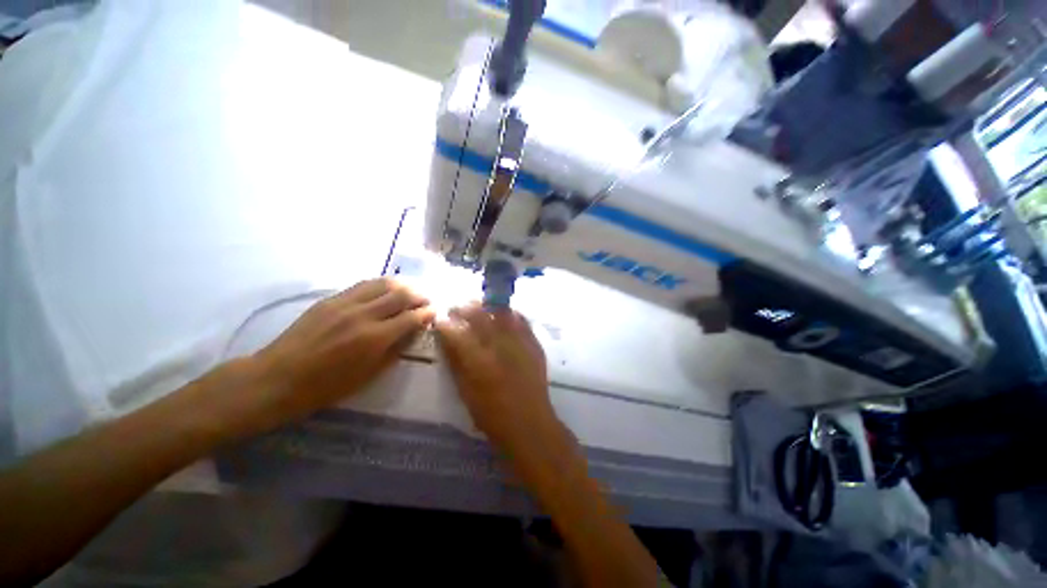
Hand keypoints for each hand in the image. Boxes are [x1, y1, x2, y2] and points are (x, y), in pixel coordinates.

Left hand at [246, 278, 434, 432]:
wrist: (278, 378)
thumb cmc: (326, 386)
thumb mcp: (368, 375)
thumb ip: (395, 350)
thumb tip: (413, 332)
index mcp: (374, 338)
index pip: (411, 317)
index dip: (427, 313)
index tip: (435, 312)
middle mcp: (363, 315)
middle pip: (401, 295)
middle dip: (420, 295)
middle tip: (427, 299)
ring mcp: (345, 303)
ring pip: (383, 283)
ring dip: (403, 285)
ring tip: (411, 290)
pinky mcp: (331, 299)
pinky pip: (363, 285)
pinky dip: (381, 284)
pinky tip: (386, 288)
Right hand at [435, 304, 563, 463]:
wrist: (529, 422)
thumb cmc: (491, 414)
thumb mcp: (465, 391)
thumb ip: (456, 361)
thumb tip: (446, 338)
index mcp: (478, 361)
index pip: (455, 331)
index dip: (444, 323)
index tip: (440, 320)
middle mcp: (499, 345)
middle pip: (478, 314)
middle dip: (463, 308)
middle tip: (457, 309)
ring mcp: (519, 341)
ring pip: (500, 311)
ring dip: (486, 306)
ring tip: (479, 308)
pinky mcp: (534, 343)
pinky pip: (521, 319)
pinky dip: (509, 313)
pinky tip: (503, 315)